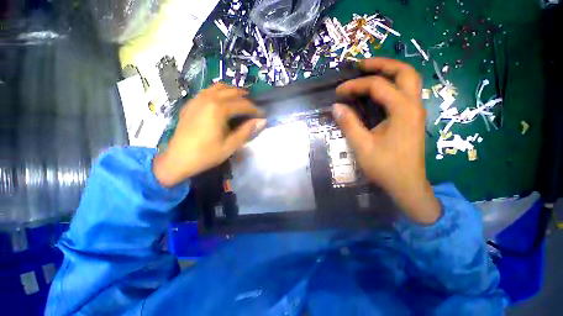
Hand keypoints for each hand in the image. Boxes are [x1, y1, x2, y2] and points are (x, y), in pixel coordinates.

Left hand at [153, 83, 265, 186]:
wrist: (177, 159)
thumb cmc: (206, 154)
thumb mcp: (231, 145)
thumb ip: (247, 131)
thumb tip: (262, 121)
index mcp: (218, 109)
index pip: (242, 104)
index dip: (254, 109)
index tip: (262, 115)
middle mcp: (208, 99)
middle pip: (232, 92)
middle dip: (245, 98)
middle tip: (253, 107)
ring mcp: (197, 99)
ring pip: (219, 87)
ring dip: (232, 91)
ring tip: (241, 100)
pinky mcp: (191, 103)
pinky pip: (208, 91)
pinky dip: (219, 92)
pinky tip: (222, 100)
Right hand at [334, 58, 440, 223]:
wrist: (407, 185)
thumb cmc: (385, 167)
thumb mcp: (362, 146)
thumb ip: (349, 124)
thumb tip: (336, 106)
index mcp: (403, 110)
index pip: (378, 86)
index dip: (355, 85)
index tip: (338, 92)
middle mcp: (414, 105)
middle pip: (404, 72)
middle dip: (382, 64)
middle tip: (361, 65)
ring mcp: (415, 112)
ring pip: (408, 80)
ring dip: (389, 72)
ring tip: (368, 73)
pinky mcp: (412, 119)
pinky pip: (404, 93)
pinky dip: (390, 86)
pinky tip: (377, 92)